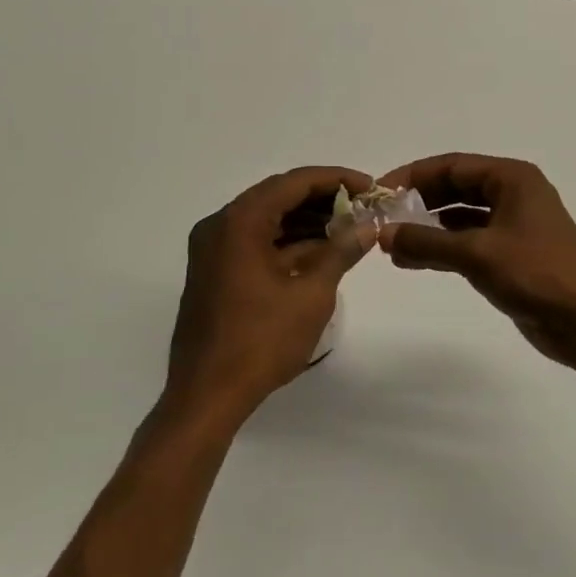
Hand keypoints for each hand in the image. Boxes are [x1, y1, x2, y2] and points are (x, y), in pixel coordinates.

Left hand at [167, 166, 374, 424]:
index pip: (293, 183)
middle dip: (322, 199)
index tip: (369, 187)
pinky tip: (320, 251)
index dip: (335, 179)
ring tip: (348, 228)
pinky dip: (287, 242)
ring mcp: (213, 250)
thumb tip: (368, 226)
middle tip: (362, 206)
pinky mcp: (214, 272)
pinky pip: (255, 242)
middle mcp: (220, 226)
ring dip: (306, 220)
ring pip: (267, 219)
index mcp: (239, 222)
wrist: (206, 397)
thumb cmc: (261, 341)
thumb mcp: (311, 294)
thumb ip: (341, 251)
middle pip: (278, 196)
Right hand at [375, 154, 575, 370]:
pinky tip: (415, 261)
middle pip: (456, 187)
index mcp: (512, 178)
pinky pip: (470, 240)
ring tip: (391, 245)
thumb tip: (383, 235)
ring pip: (461, 215)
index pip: (452, 165)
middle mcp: (513, 193)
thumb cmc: (536, 274)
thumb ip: (427, 242)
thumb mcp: (477, 254)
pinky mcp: (513, 253)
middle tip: (382, 218)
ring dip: (428, 227)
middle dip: (419, 201)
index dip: (413, 176)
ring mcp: (514, 224)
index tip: (380, 192)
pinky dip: (443, 247)